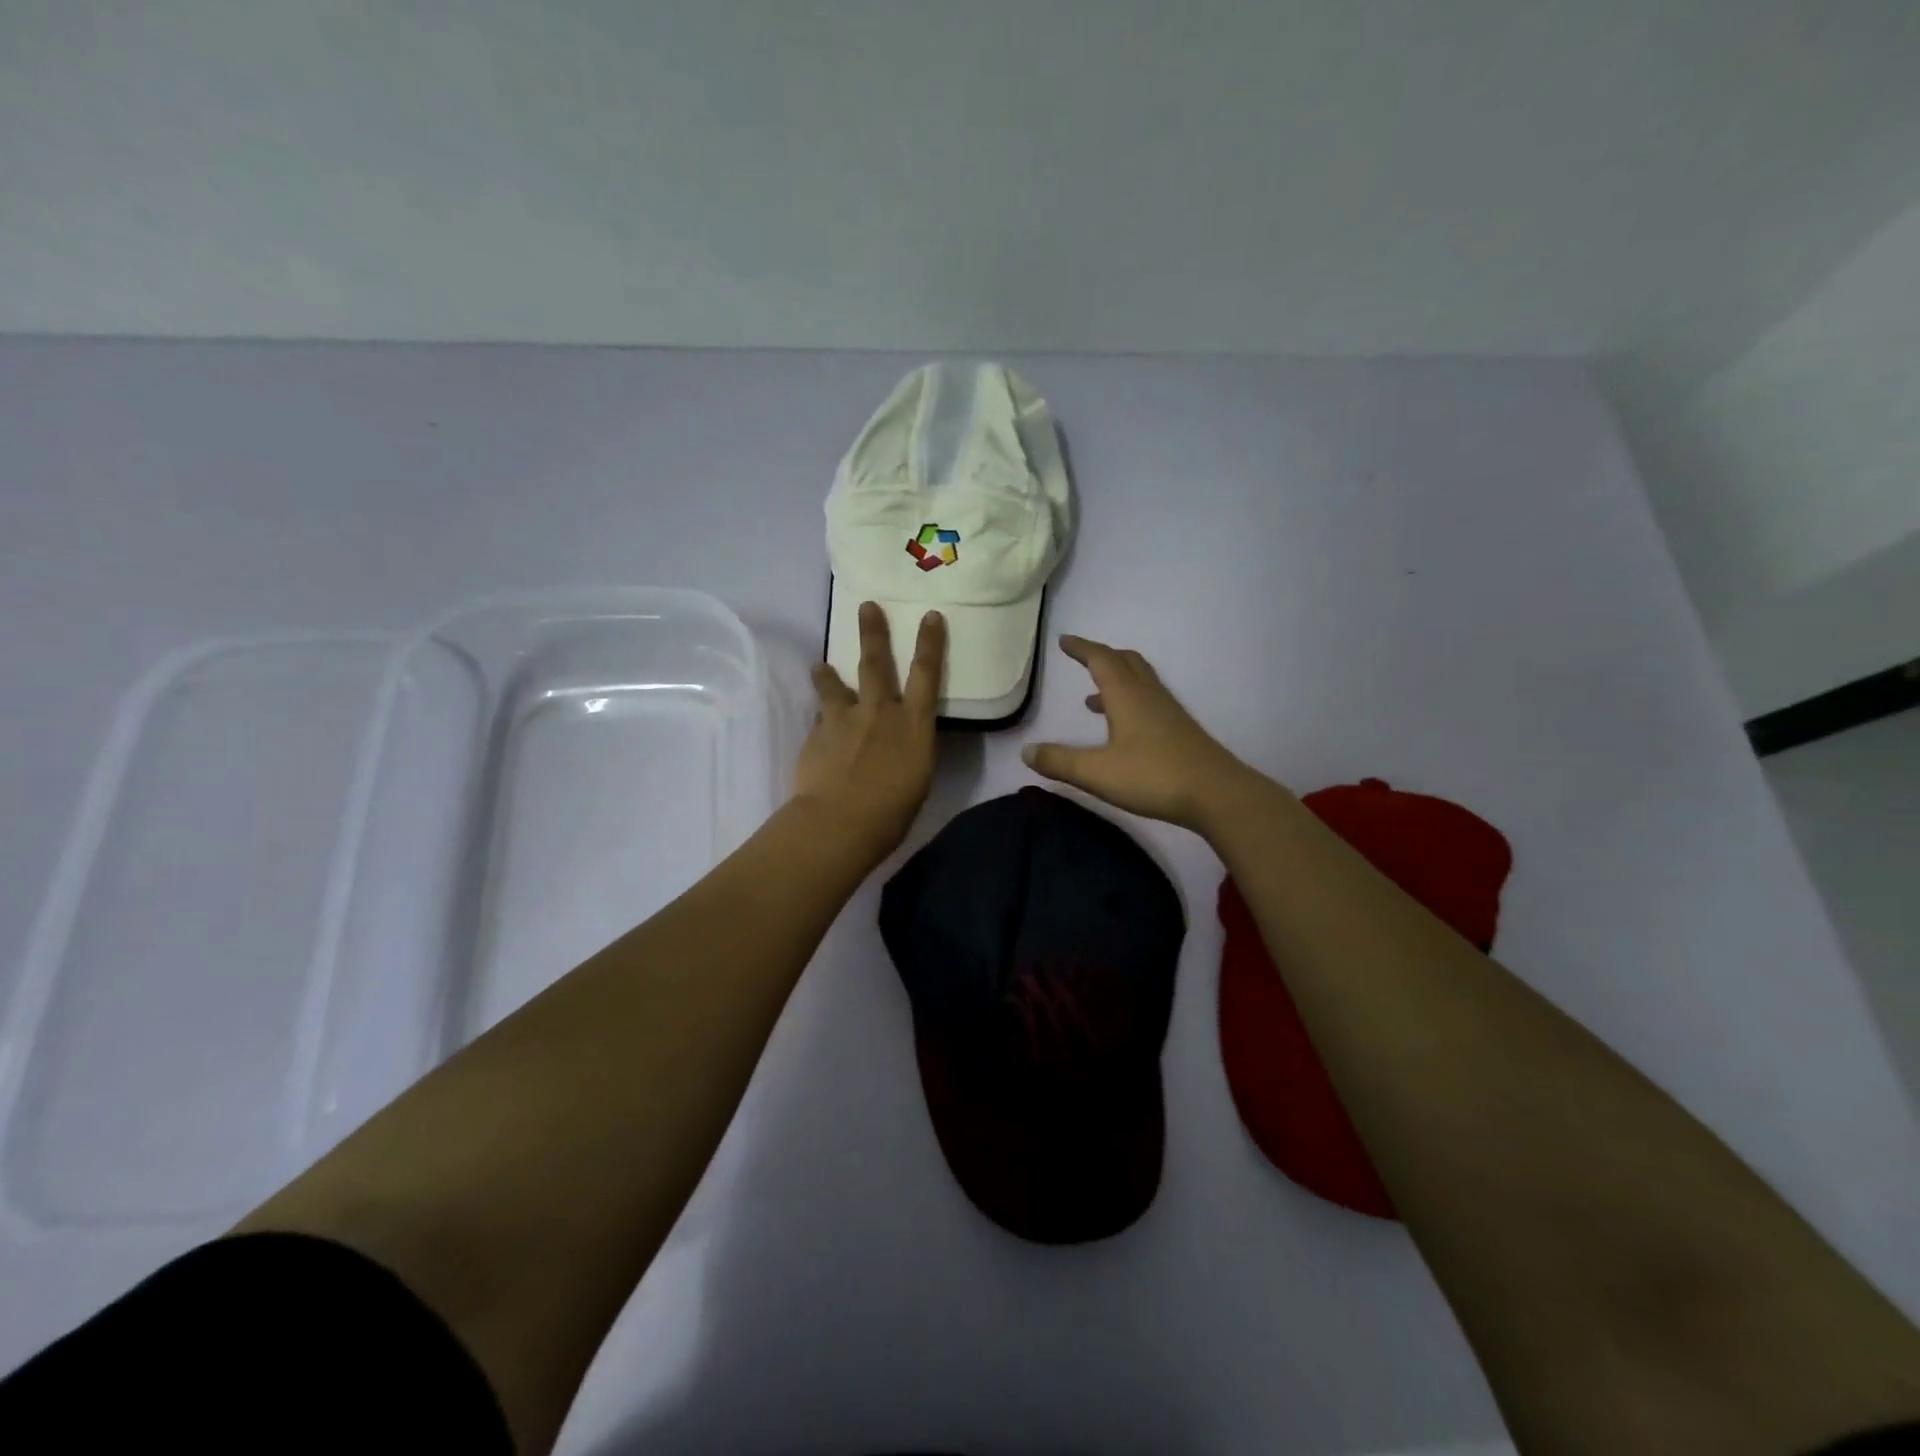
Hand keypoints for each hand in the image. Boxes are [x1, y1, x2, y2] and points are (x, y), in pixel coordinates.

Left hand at [795, 601, 944, 860]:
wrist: (839, 822)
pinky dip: (822, 718)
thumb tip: (901, 741)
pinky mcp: (817, 734)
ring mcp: (844, 719)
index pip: (926, 674)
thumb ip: (910, 750)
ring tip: (820, 666)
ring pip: (835, 685)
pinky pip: (821, 717)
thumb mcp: (918, 779)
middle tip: (866, 607)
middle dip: (873, 632)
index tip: (929, 616)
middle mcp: (880, 712)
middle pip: (876, 663)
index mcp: (913, 724)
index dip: (930, 643)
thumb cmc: (892, 812)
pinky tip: (819, 728)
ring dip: (828, 673)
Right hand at [1022, 635, 1258, 830]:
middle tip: (1082, 658)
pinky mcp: (1179, 730)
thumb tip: (1027, 751)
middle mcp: (1148, 695)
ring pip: (1140, 681)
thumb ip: (1060, 761)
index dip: (1081, 648)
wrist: (1216, 794)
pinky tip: (1122, 729)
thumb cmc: (1153, 776)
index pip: (1101, 660)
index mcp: (1126, 696)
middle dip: (1102, 656)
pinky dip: (1129, 701)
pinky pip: (1148, 701)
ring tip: (1091, 698)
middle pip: (1125, 662)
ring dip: (1116, 680)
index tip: (1064, 641)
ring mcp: (1168, 712)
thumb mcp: (1097, 772)